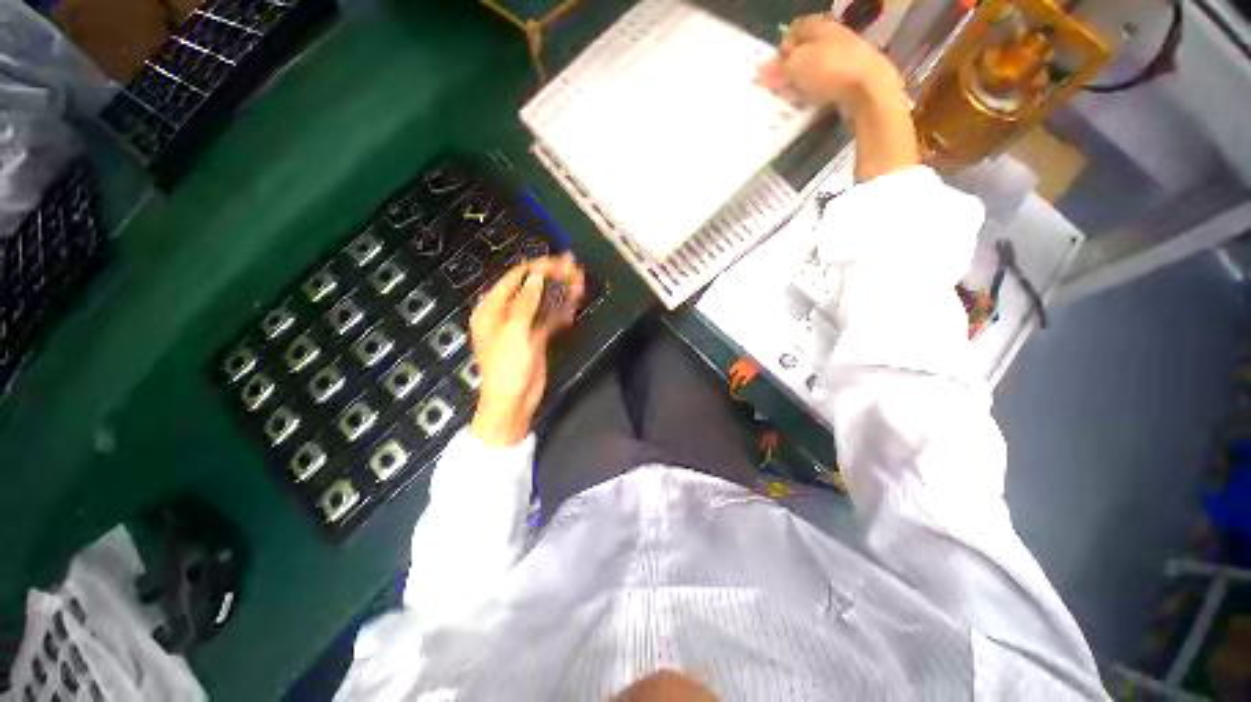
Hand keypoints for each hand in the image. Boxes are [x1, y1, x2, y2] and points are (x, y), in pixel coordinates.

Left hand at [469, 254, 585, 446]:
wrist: (513, 402)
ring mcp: (523, 325)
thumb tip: (535, 277)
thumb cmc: (506, 368)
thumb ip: (525, 303)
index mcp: (492, 309)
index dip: (537, 267)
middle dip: (553, 277)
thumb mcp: (514, 333)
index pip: (515, 279)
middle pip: (532, 288)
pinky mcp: (536, 336)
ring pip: (544, 302)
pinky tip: (574, 303)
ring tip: (579, 281)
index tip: (558, 262)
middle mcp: (506, 313)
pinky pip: (550, 318)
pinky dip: (562, 311)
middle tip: (574, 268)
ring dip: (561, 292)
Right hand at [758, 15, 906, 116]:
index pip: (796, 28)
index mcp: (821, 25)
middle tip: (781, 84)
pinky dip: (820, 90)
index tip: (773, 66)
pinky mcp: (856, 78)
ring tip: (795, 96)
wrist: (870, 90)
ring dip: (807, 79)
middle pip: (809, 47)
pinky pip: (831, 81)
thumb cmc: (829, 70)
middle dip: (795, 64)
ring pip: (820, 65)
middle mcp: (836, 36)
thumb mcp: (796, 67)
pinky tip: (814, 102)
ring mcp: (849, 56)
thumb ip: (777, 68)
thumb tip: (759, 70)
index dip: (783, 45)